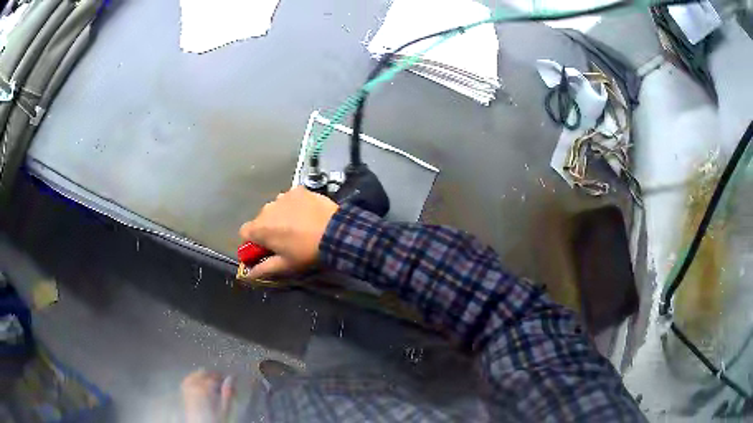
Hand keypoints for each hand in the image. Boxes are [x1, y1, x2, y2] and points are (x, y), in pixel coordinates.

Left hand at [181, 370, 233, 422]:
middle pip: (205, 373)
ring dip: (205, 377)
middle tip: (223, 384)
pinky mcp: (184, 391)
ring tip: (212, 385)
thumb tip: (231, 378)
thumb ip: (228, 392)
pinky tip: (201, 385)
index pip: (216, 376)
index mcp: (205, 387)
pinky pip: (189, 379)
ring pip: (196, 374)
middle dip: (214, 376)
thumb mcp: (225, 408)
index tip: (232, 384)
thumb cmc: (215, 419)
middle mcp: (194, 384)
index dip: (225, 379)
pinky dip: (195, 379)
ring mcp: (187, 386)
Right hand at [239, 186, 338, 278]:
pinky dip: (294, 206)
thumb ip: (263, 269)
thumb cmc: (306, 252)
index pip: (244, 233)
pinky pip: (290, 199)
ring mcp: (283, 196)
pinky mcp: (298, 189)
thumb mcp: (284, 265)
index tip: (264, 250)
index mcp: (259, 228)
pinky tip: (307, 215)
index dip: (252, 243)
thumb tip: (248, 274)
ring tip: (299, 227)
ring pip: (275, 208)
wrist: (335, 232)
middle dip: (268, 230)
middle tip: (285, 241)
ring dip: (281, 216)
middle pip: (260, 220)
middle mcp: (266, 208)